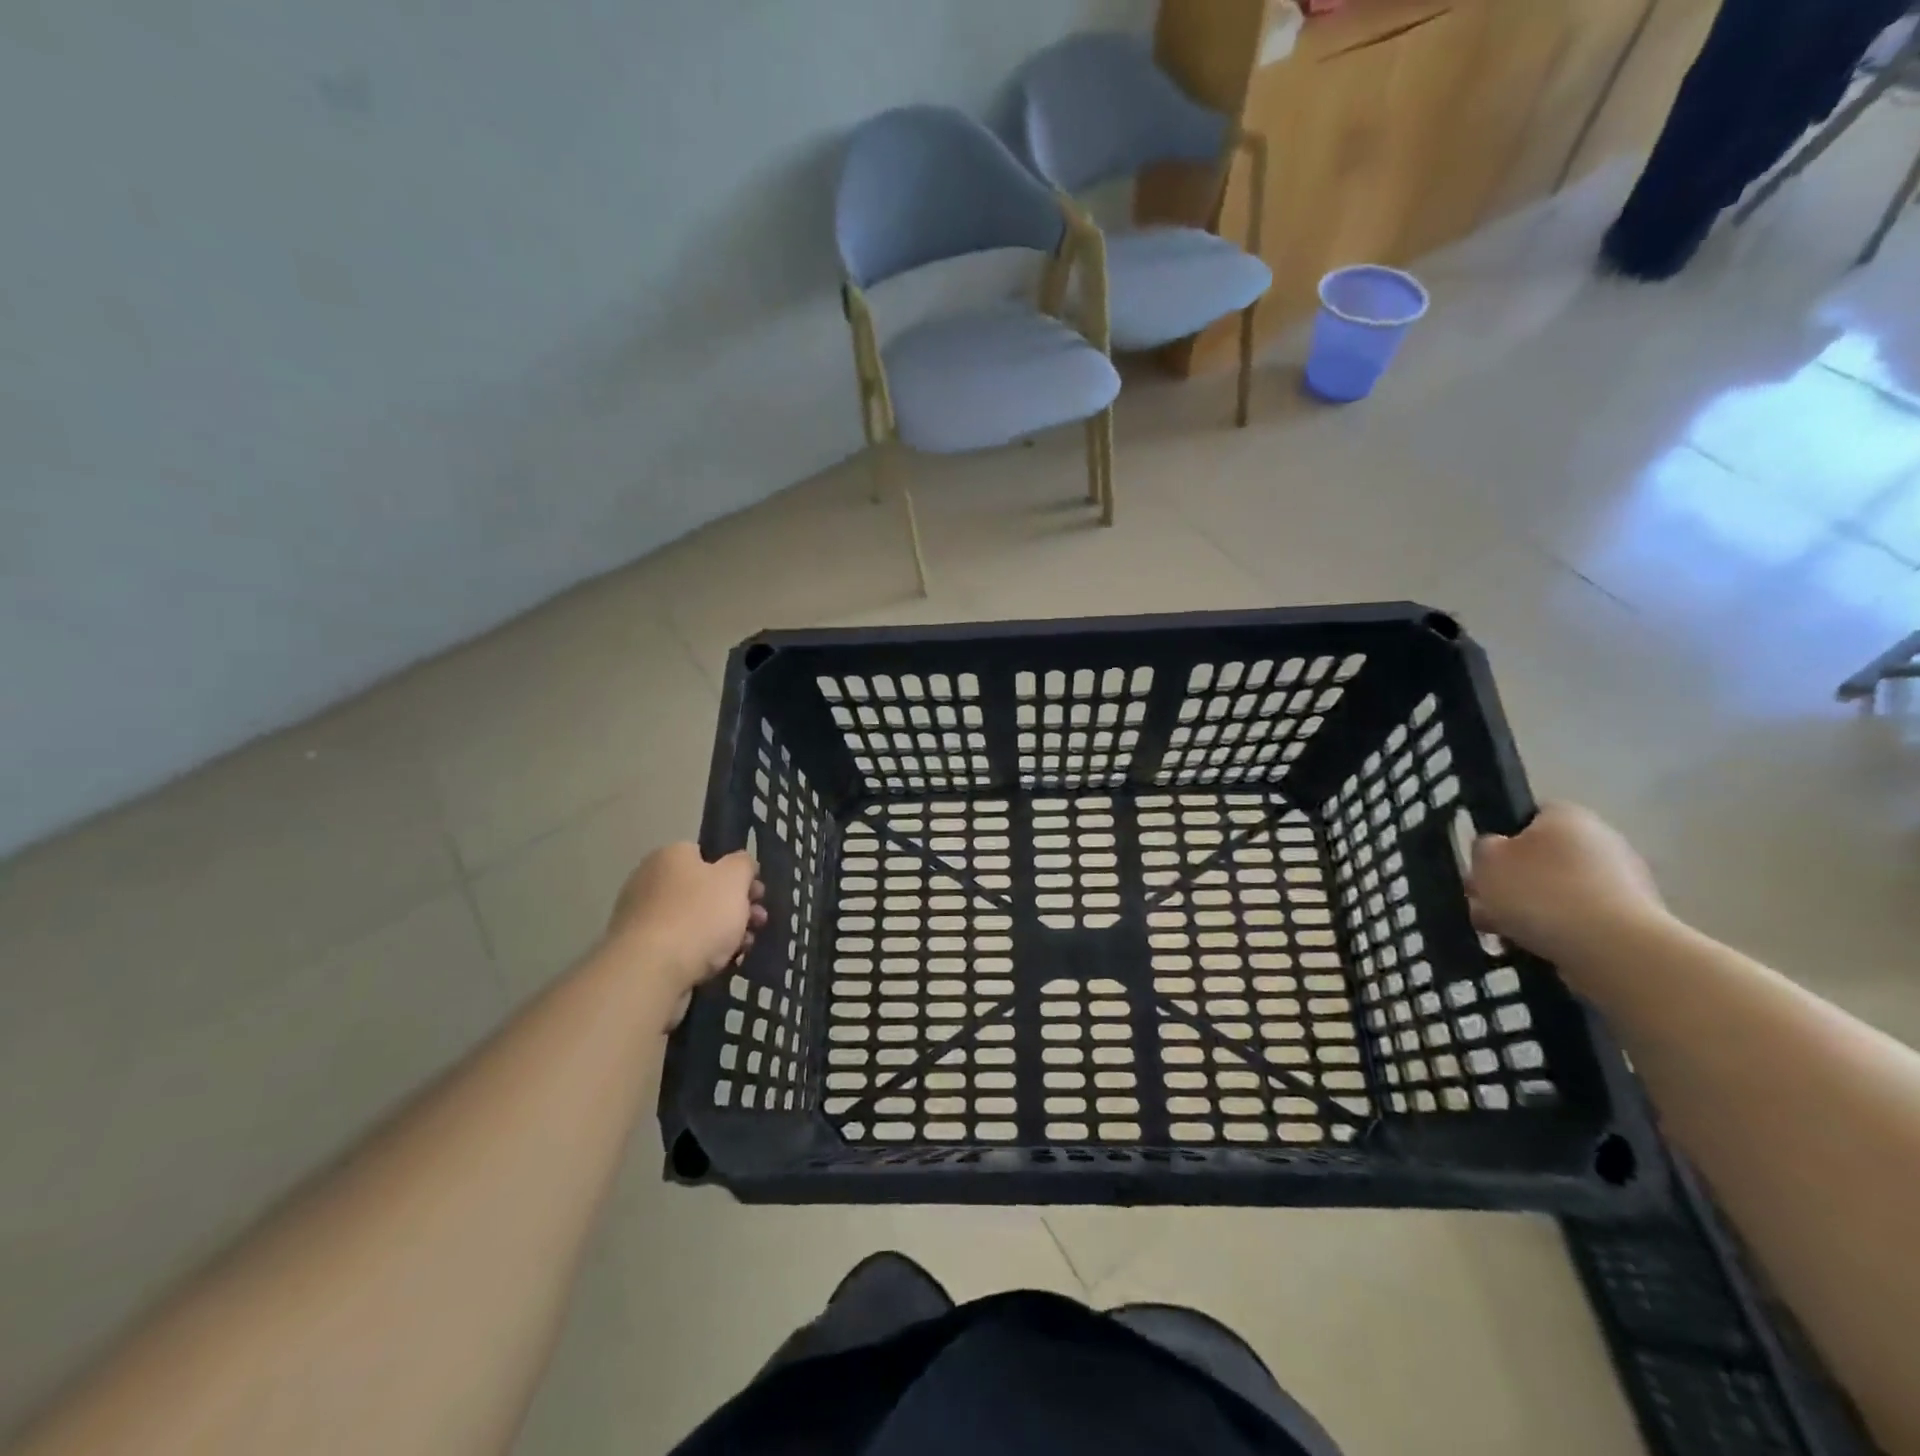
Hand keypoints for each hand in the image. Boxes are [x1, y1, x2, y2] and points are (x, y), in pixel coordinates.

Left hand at [604, 844, 766, 1013]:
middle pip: (703, 890)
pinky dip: (701, 952)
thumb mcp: (734, 880)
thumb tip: (740, 863)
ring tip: (745, 948)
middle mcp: (650, 881)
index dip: (736, 873)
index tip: (756, 894)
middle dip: (735, 906)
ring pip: (694, 920)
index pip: (707, 856)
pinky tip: (721, 964)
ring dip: (724, 931)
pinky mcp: (640, 951)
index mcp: (670, 856)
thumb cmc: (698, 916)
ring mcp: (641, 918)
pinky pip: (679, 945)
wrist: (650, 972)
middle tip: (758, 922)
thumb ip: (744, 865)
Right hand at [1468, 803, 1668, 967]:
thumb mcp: (1486, 860)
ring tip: (1503, 935)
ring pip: (1558, 891)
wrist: (1614, 950)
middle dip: (1511, 882)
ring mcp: (1624, 882)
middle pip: (1541, 858)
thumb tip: (1496, 849)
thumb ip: (1483, 847)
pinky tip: (1535, 948)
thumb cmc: (1540, 892)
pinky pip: (1581, 919)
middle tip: (1484, 905)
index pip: (1527, 816)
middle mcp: (1601, 840)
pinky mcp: (1634, 920)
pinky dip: (1558, 931)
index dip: (1499, 839)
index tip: (1483, 866)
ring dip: (1530, 910)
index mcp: (1567, 816)